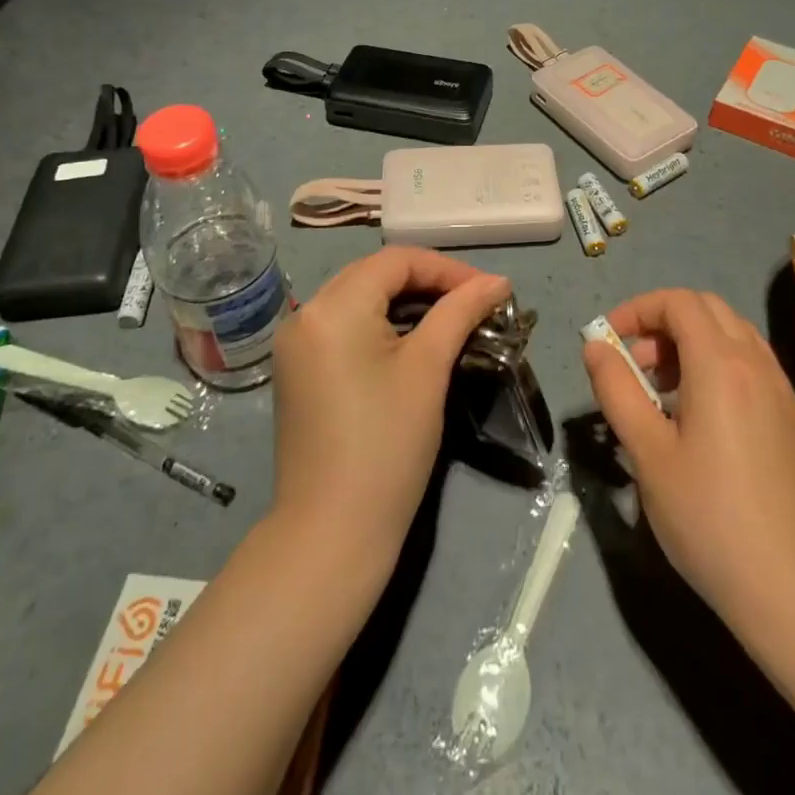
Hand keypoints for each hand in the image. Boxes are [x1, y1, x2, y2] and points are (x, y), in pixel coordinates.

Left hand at [271, 248, 511, 568]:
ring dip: (405, 302)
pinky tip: (412, 342)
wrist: (331, 533)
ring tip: (451, 320)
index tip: (488, 291)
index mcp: (332, 306)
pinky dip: (380, 324)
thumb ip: (461, 312)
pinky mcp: (298, 371)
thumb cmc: (386, 445)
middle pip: (374, 274)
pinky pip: (344, 326)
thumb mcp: (428, 369)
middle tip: (473, 303)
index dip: (447, 269)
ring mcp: (296, 344)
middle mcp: (305, 314)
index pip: (397, 261)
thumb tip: (498, 282)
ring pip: (359, 299)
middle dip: (428, 282)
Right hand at [582, 289, 794, 622]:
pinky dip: (720, 367)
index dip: (638, 308)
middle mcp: (758, 365)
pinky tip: (704, 420)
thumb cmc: (707, 518)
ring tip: (665, 391)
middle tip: (637, 364)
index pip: (679, 302)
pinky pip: (754, 368)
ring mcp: (784, 393)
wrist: (792, 589)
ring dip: (693, 343)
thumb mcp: (647, 453)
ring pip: (735, 336)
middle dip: (664, 322)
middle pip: (709, 309)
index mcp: (721, 365)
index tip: (610, 340)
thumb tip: (595, 346)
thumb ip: (617, 389)